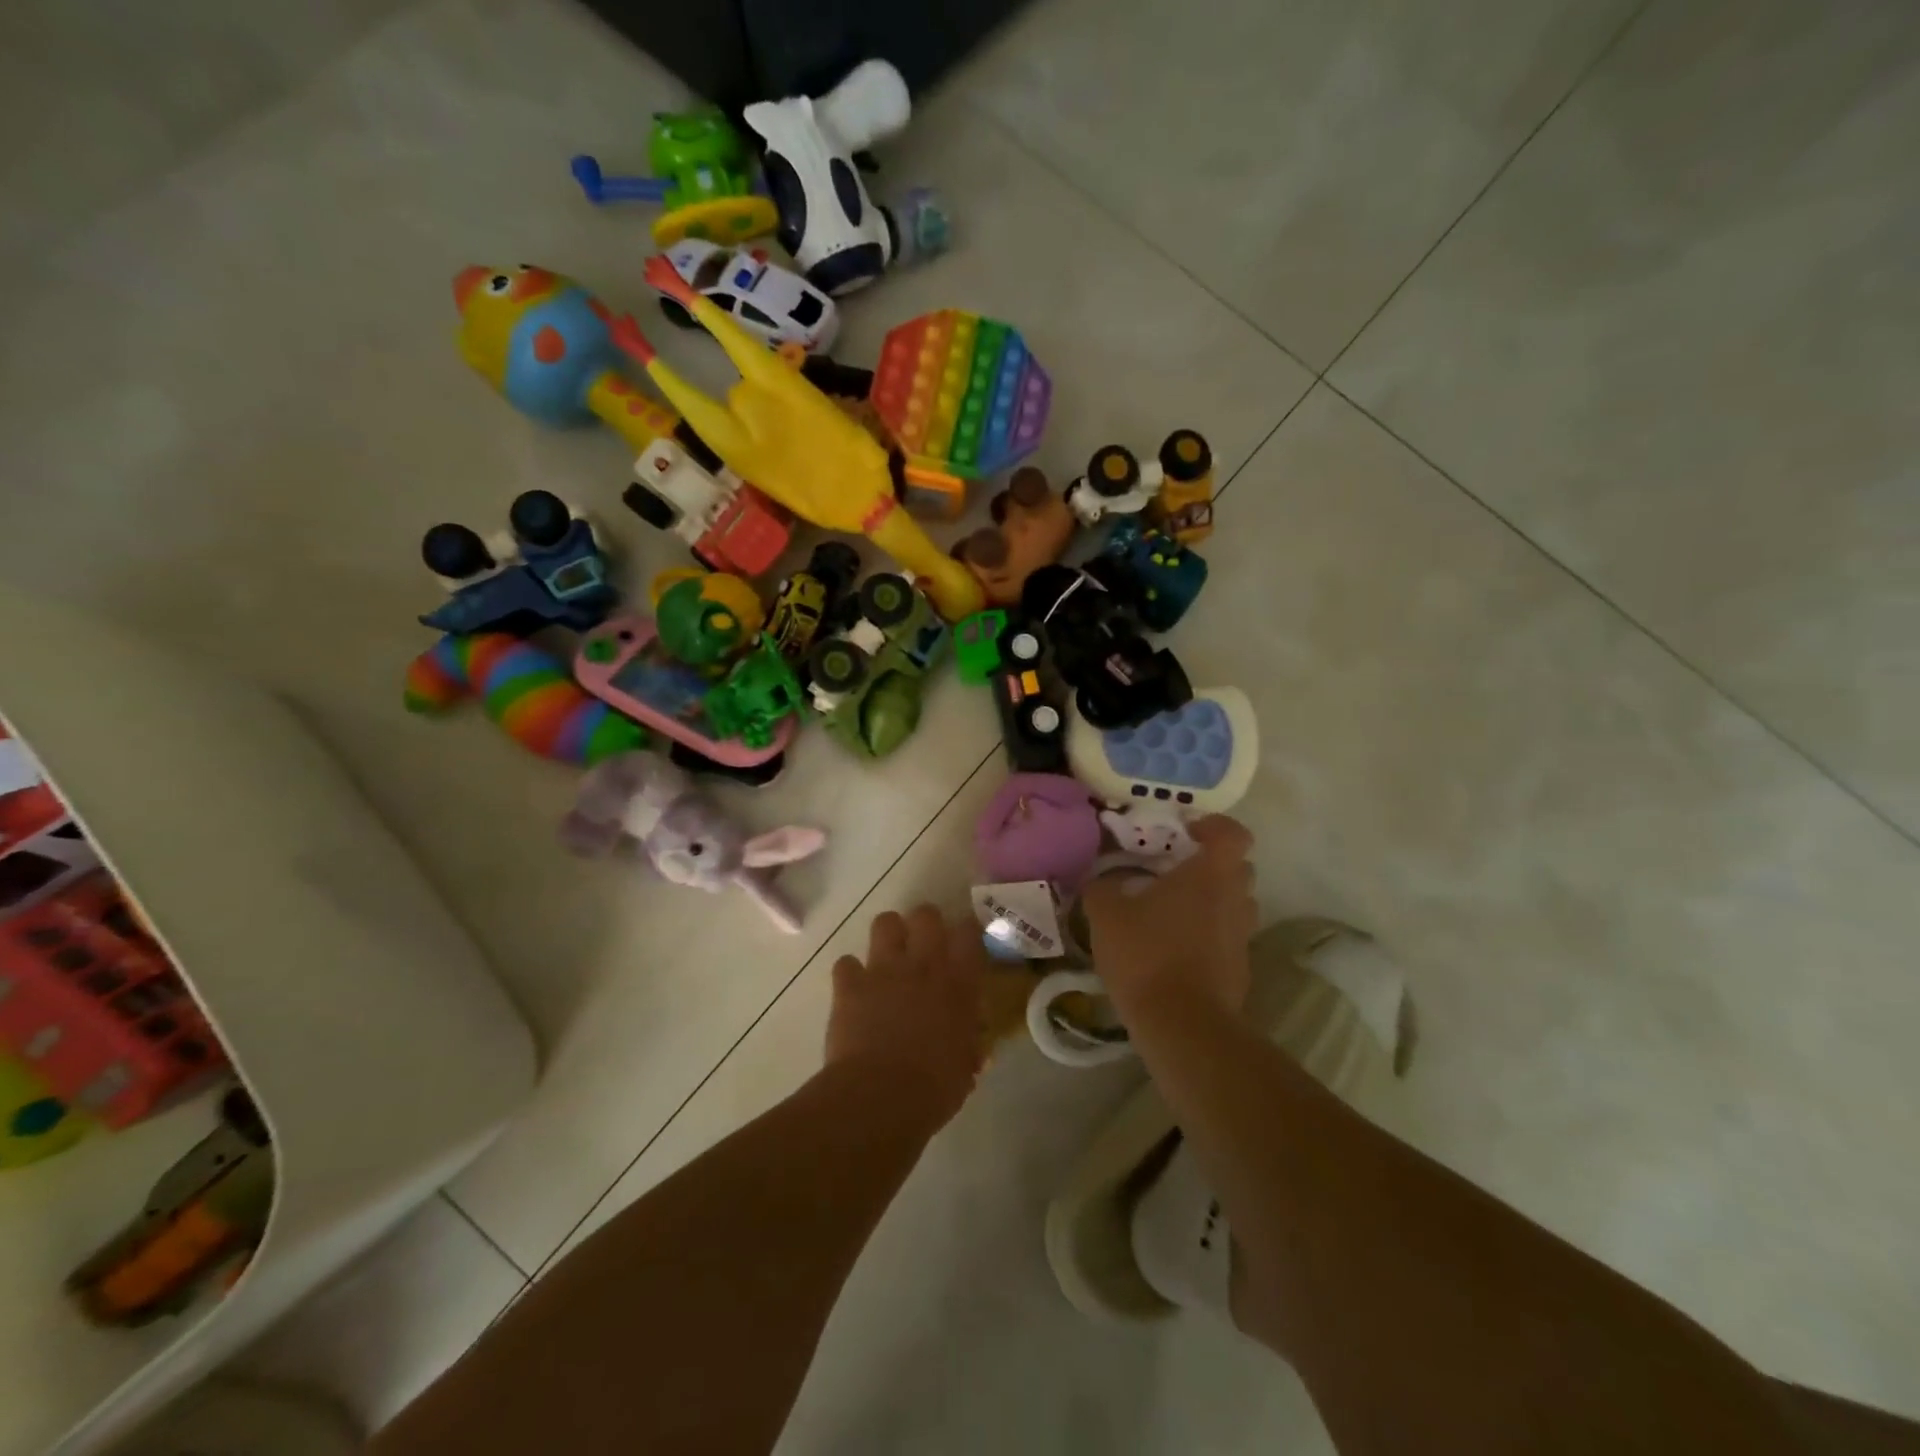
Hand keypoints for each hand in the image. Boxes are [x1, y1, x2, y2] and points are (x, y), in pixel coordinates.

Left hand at [825, 905, 986, 1130]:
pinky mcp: (850, 984)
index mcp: (958, 983)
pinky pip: (846, 963)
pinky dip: (850, 974)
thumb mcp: (966, 1065)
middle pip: (926, 914)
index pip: (968, 933)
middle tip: (924, 945)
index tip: (964, 944)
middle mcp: (923, 965)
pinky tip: (855, 990)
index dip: (966, 932)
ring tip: (889, 957)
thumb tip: (972, 1037)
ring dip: (888, 936)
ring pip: (885, 922)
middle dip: (925, 923)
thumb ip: (970, 1040)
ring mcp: (883, 970)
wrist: (880, 1096)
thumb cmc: (934, 1088)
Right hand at [1082, 816, 1257, 1018]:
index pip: (1232, 834)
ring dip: (1211, 902)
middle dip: (1210, 865)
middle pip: (1237, 869)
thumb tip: (1101, 882)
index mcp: (1209, 875)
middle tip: (1175, 872)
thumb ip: (1102, 889)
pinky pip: (1227, 938)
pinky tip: (1173, 950)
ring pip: (1234, 904)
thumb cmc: (1147, 955)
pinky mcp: (1240, 969)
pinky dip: (1208, 936)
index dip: (1214, 826)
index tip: (1187, 832)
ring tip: (1172, 913)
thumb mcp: (1106, 915)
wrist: (1182, 1025)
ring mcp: (1242, 936)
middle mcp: (1235, 899)